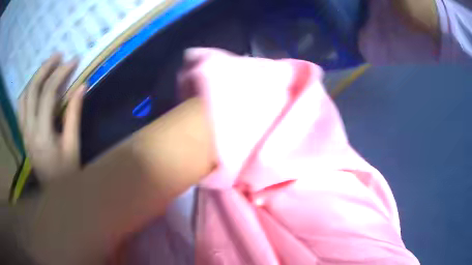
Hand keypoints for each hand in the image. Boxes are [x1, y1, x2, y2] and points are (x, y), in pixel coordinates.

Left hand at [18, 54, 84, 181]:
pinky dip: (27, 92)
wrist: (55, 194)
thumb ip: (74, 114)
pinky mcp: (23, 134)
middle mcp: (28, 130)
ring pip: (24, 96)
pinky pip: (21, 107)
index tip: (73, 61)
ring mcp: (24, 132)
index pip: (48, 94)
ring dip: (35, 78)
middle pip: (32, 90)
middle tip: (58, 55)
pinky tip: (34, 86)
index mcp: (42, 135)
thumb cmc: (67, 173)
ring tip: (47, 67)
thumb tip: (82, 85)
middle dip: (45, 68)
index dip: (60, 74)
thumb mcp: (73, 146)